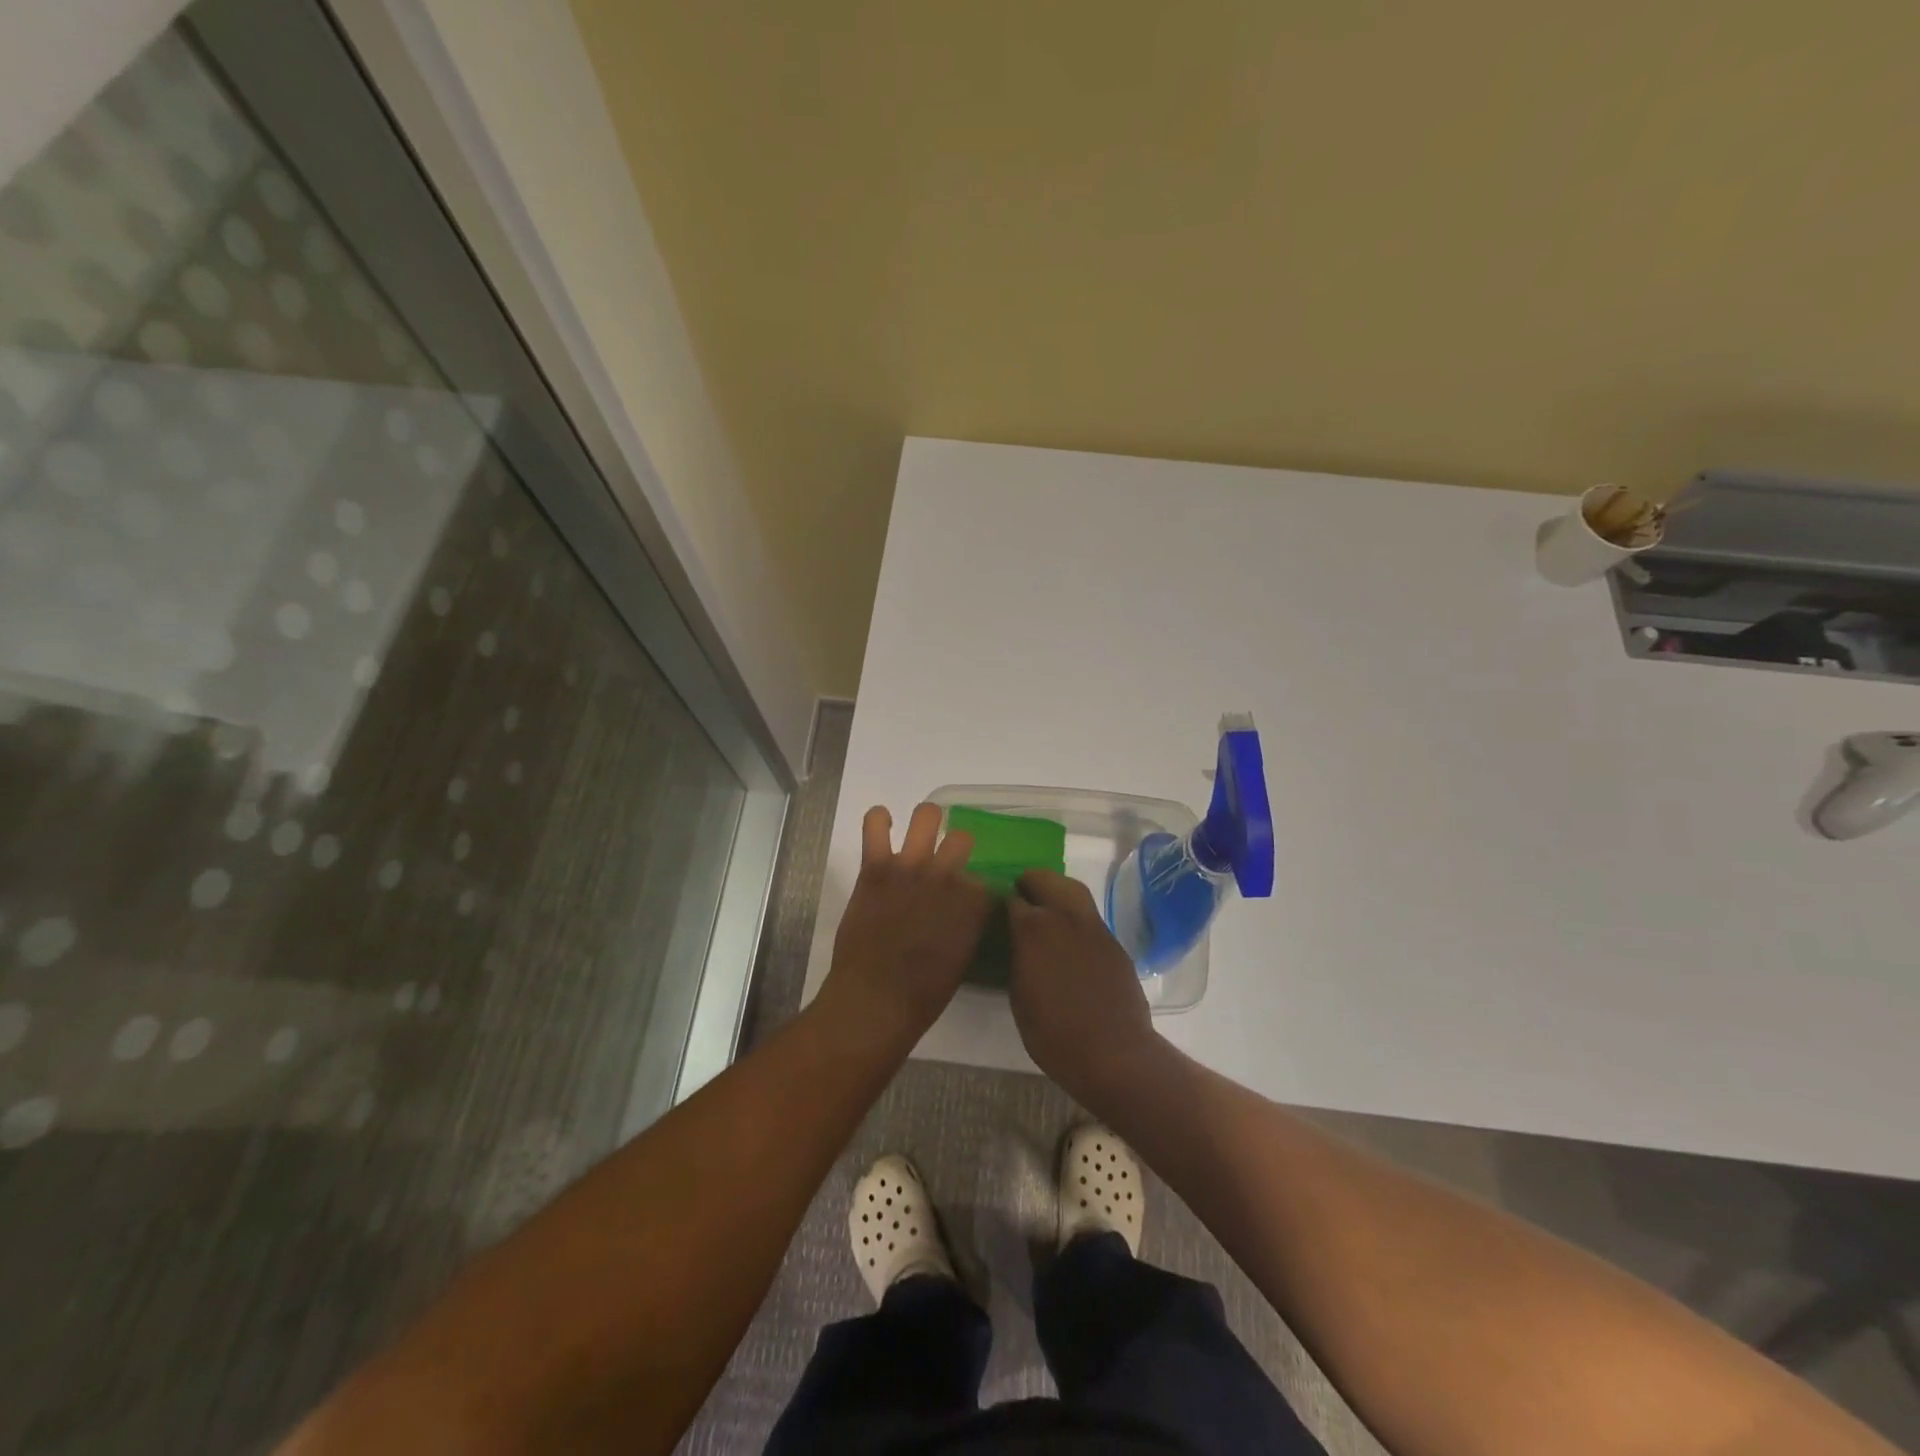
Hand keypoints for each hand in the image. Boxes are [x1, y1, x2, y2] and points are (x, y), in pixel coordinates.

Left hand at [818, 804, 989, 1043]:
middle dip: (956, 847)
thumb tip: (965, 912)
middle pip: (962, 838)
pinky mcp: (876, 868)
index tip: (966, 896)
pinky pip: (875, 825)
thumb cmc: (922, 994)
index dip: (974, 886)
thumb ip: (967, 926)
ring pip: (927, 816)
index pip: (983, 878)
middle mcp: (947, 877)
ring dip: (926, 821)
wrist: (875, 1000)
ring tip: (920, 831)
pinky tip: (882, 824)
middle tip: (945, 859)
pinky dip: (878, 819)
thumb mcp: (962, 960)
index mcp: (973, 903)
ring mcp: (911, 868)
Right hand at [1007, 870, 1161, 1102]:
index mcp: (1033, 928)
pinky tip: (1072, 938)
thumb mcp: (1019, 996)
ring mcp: (1093, 926)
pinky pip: (1090, 917)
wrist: (1113, 1052)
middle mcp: (1064, 916)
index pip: (1013, 899)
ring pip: (1072, 890)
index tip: (1000, 911)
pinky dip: (1076, 917)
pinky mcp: (1113, 941)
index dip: (1005, 903)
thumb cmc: (1053, 1033)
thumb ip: (1017, 959)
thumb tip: (1018, 943)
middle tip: (1022, 895)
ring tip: (1048, 906)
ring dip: (1056, 891)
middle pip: (1045, 879)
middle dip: (1031, 883)